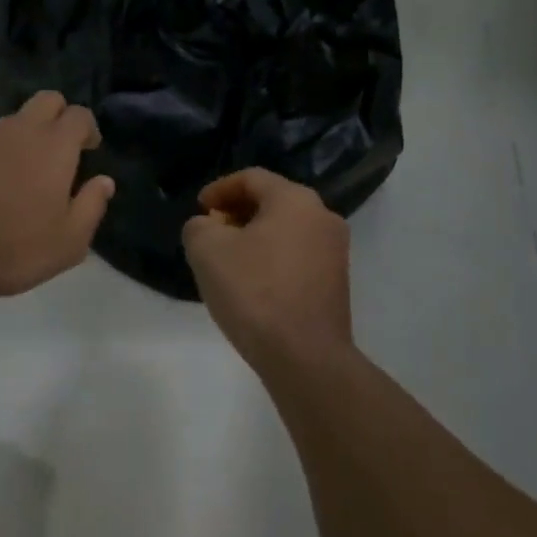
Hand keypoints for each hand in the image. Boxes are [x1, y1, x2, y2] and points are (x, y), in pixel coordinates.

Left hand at [0, 91, 115, 299]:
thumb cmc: (12, 249)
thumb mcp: (68, 242)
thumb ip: (92, 206)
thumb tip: (104, 182)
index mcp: (53, 146)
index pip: (79, 115)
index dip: (87, 129)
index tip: (88, 149)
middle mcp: (17, 130)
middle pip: (46, 101)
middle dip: (57, 116)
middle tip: (56, 152)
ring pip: (8, 125)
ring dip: (17, 142)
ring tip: (11, 181)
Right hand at [182, 168, 351, 365]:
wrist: (305, 357)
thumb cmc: (254, 292)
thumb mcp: (207, 251)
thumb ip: (199, 227)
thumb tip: (208, 227)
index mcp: (295, 200)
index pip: (252, 178)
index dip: (219, 189)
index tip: (200, 210)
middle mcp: (323, 216)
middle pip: (272, 201)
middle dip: (237, 213)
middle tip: (211, 232)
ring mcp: (335, 251)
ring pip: (286, 229)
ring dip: (254, 237)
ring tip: (228, 260)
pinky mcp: (337, 282)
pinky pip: (298, 255)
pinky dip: (272, 258)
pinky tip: (252, 283)